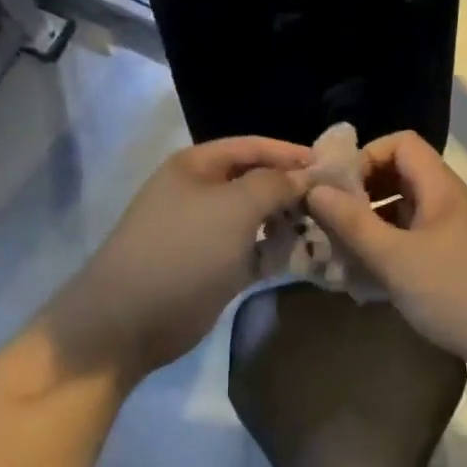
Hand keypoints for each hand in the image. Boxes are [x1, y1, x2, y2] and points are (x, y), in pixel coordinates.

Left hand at [49, 136, 310, 380]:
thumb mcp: (235, 206)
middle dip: (293, 190)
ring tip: (325, 230)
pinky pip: (254, 251)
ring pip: (258, 219)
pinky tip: (305, 256)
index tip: (332, 167)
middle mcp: (201, 193)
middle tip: (335, 204)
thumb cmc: (184, 250)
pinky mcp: (214, 267)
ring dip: (288, 223)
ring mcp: (207, 233)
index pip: (253, 147)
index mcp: (197, 167)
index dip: (291, 154)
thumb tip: (305, 176)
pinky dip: (276, 252)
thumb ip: (275, 184)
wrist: (131, 319)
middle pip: (257, 182)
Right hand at [304, 131, 466, 366]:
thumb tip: (314, 190)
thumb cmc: (451, 292)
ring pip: (403, 208)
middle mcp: (447, 200)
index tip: (338, 190)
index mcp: (440, 187)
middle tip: (333, 219)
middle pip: (399, 174)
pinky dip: (386, 245)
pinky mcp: (451, 257)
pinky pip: (411, 236)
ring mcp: (451, 229)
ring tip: (342, 248)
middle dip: (362, 192)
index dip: (366, 157)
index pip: (401, 143)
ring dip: (370, 222)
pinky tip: (366, 273)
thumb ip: (352, 222)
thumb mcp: (394, 258)